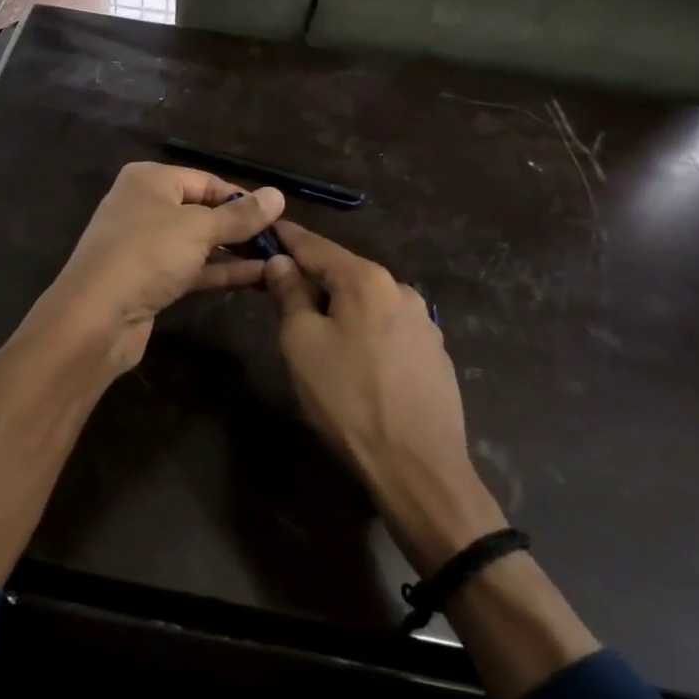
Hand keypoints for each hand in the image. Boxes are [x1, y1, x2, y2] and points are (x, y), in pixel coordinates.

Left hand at [31, 162, 284, 374]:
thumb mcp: (199, 229)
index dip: (242, 197)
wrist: (95, 318)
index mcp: (149, 180)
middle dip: (240, 226)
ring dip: (235, 251)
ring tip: (277, 259)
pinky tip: (257, 277)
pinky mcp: (149, 280)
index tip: (278, 216)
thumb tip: (278, 195)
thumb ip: (240, 215)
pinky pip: (192, 268)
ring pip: (199, 243)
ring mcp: (145, 246)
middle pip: (203, 211)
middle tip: (281, 241)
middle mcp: (144, 206)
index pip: (206, 181)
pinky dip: (220, 271)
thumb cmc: (147, 255)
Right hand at [264, 221, 504, 575]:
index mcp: (367, 279)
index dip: (286, 239)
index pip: (316, 246)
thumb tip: (281, 262)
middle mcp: (401, 289)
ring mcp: (424, 322)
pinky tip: (354, 358)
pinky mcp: (434, 353)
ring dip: (339, 306)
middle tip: (278, 289)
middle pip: (344, 272)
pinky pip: (387, 327)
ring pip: (367, 301)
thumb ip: (290, 294)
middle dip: (311, 277)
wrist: (418, 468)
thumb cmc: (348, 400)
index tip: (263, 231)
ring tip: (315, 330)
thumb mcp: (302, 343)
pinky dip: (363, 329)